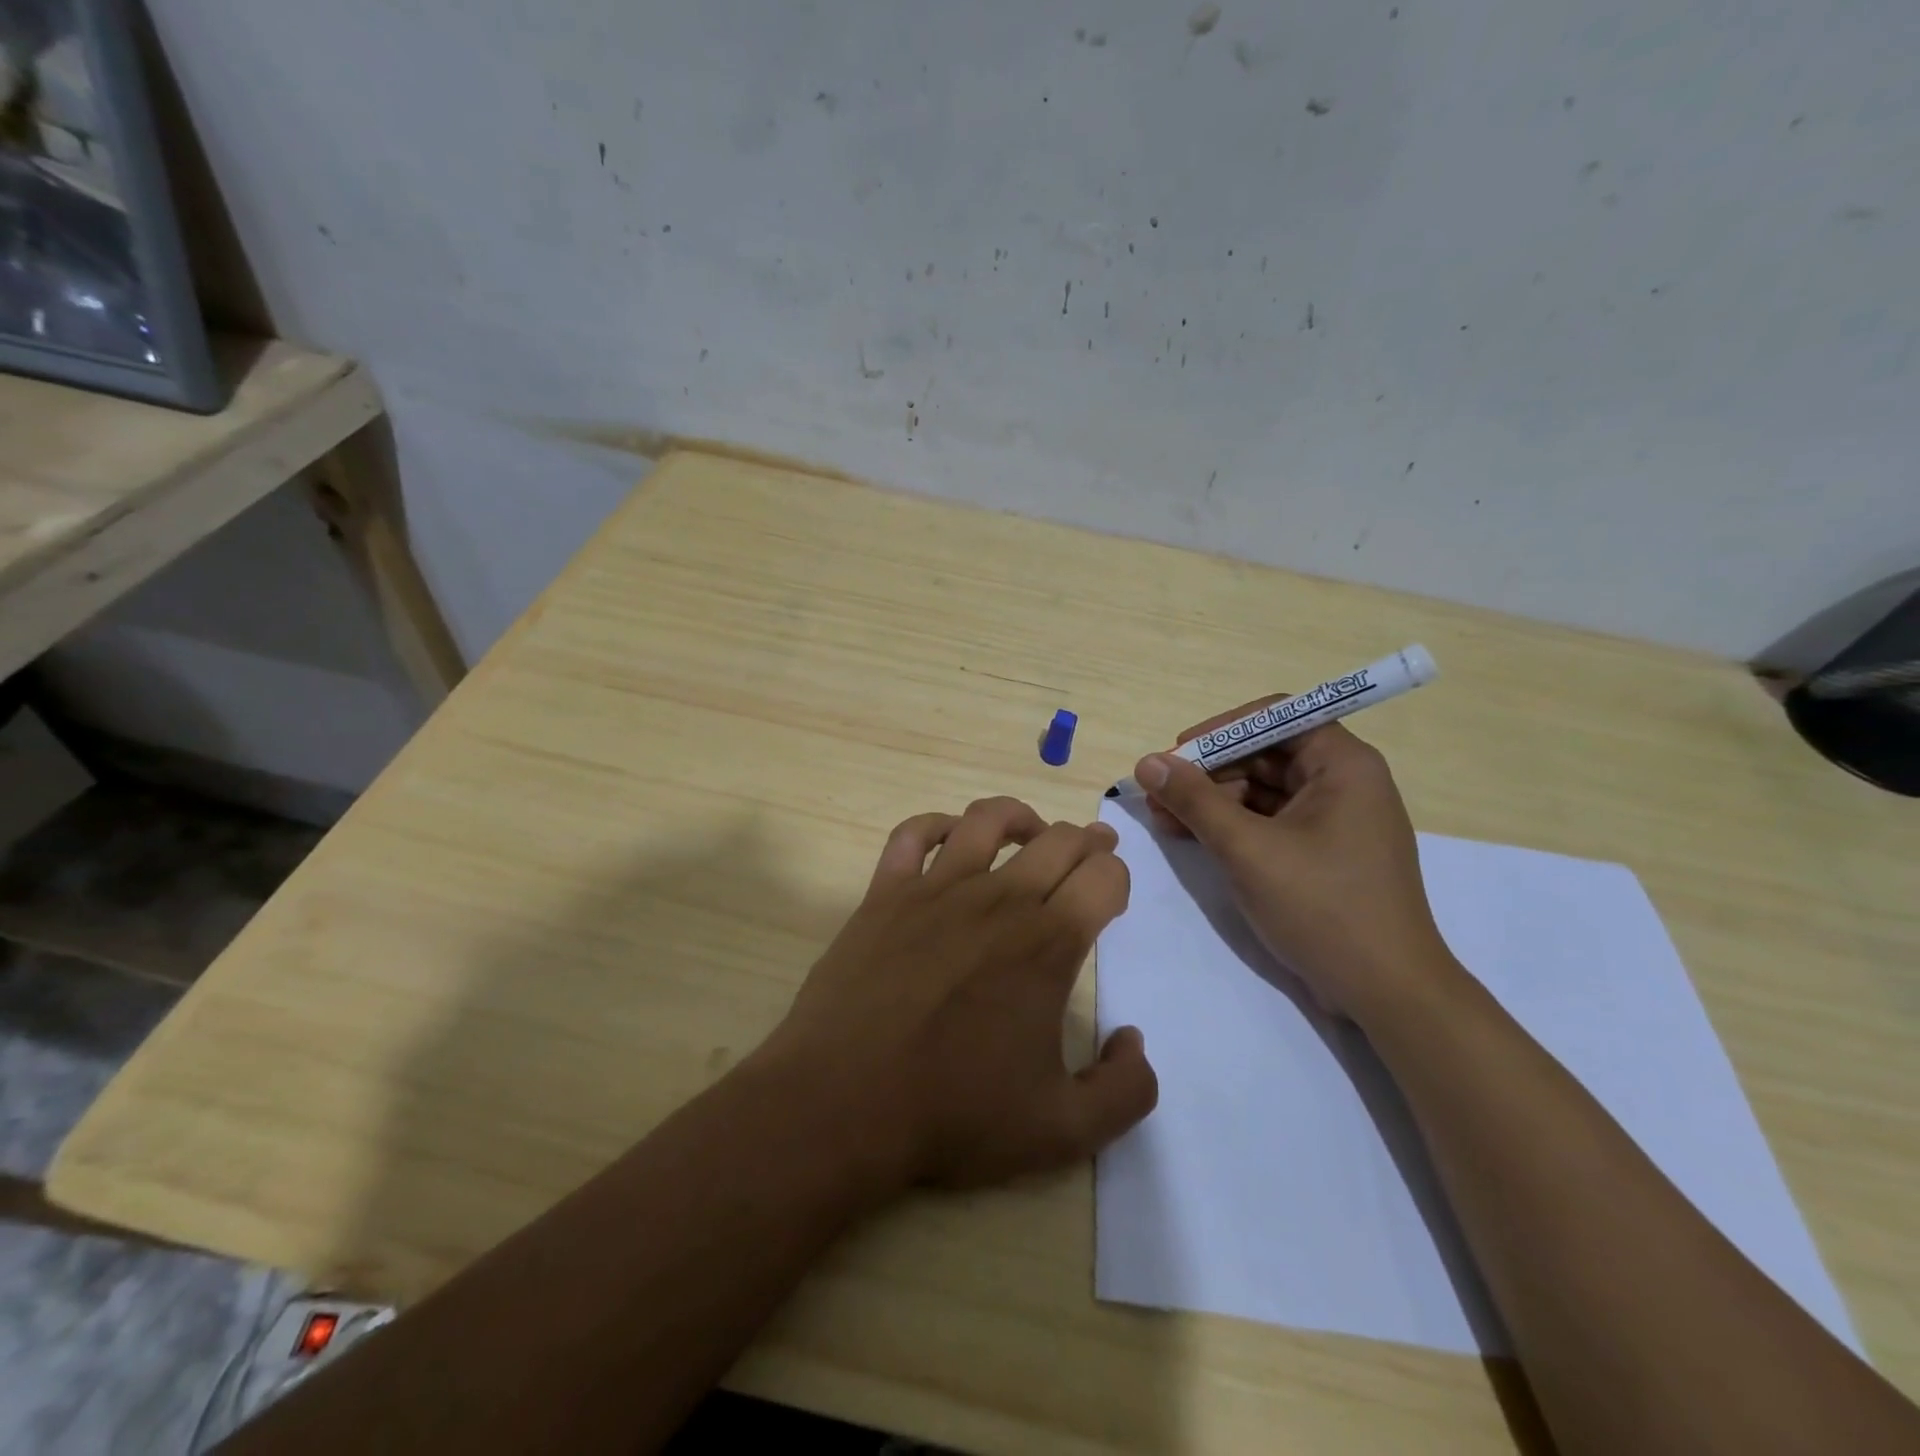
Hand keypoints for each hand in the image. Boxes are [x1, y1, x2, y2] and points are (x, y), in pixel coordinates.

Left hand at [761, 797, 1157, 1191]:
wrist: (843, 1104)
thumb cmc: (954, 1115)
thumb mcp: (1064, 1132)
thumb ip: (1125, 1090)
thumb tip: (1134, 1039)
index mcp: (1047, 943)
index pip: (1104, 876)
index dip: (1117, 877)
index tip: (1111, 895)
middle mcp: (998, 899)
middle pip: (1057, 840)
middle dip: (1086, 840)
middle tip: (1092, 850)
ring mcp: (936, 889)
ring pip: (987, 819)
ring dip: (1020, 817)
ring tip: (1030, 832)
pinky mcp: (885, 894)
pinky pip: (913, 834)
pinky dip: (938, 825)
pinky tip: (950, 839)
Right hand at [1135, 707, 1456, 1022]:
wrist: (1386, 993)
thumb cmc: (1322, 907)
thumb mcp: (1247, 849)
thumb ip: (1194, 801)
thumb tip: (1147, 763)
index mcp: (1343, 765)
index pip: (1276, 717)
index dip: (1222, 729)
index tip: (1178, 752)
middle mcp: (1343, 782)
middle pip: (1265, 754)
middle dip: (1208, 771)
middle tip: (1158, 792)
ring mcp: (1334, 820)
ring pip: (1262, 790)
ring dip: (1212, 801)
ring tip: (1163, 819)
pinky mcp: (1323, 853)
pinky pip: (1270, 822)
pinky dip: (1231, 826)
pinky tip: (1191, 837)